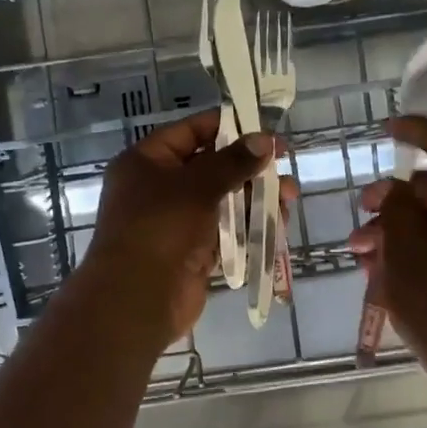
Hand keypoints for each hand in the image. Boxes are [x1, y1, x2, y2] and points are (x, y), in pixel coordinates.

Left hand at [85, 110, 272, 343]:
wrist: (137, 300)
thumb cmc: (160, 229)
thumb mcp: (196, 186)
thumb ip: (233, 162)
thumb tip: (265, 140)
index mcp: (146, 162)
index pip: (190, 132)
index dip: (228, 127)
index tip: (264, 129)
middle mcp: (159, 188)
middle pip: (211, 167)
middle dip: (250, 168)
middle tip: (284, 165)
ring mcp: (176, 222)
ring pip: (223, 201)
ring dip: (256, 198)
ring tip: (289, 198)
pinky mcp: (193, 252)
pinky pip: (226, 231)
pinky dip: (249, 226)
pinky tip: (278, 223)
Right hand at [347, 116, 426, 390]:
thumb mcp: (405, 249)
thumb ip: (395, 206)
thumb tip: (396, 191)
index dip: (414, 131)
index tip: (386, 129)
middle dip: (393, 197)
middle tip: (361, 210)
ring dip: (398, 227)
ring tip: (360, 251)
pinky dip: (418, 247)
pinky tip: (382, 269)